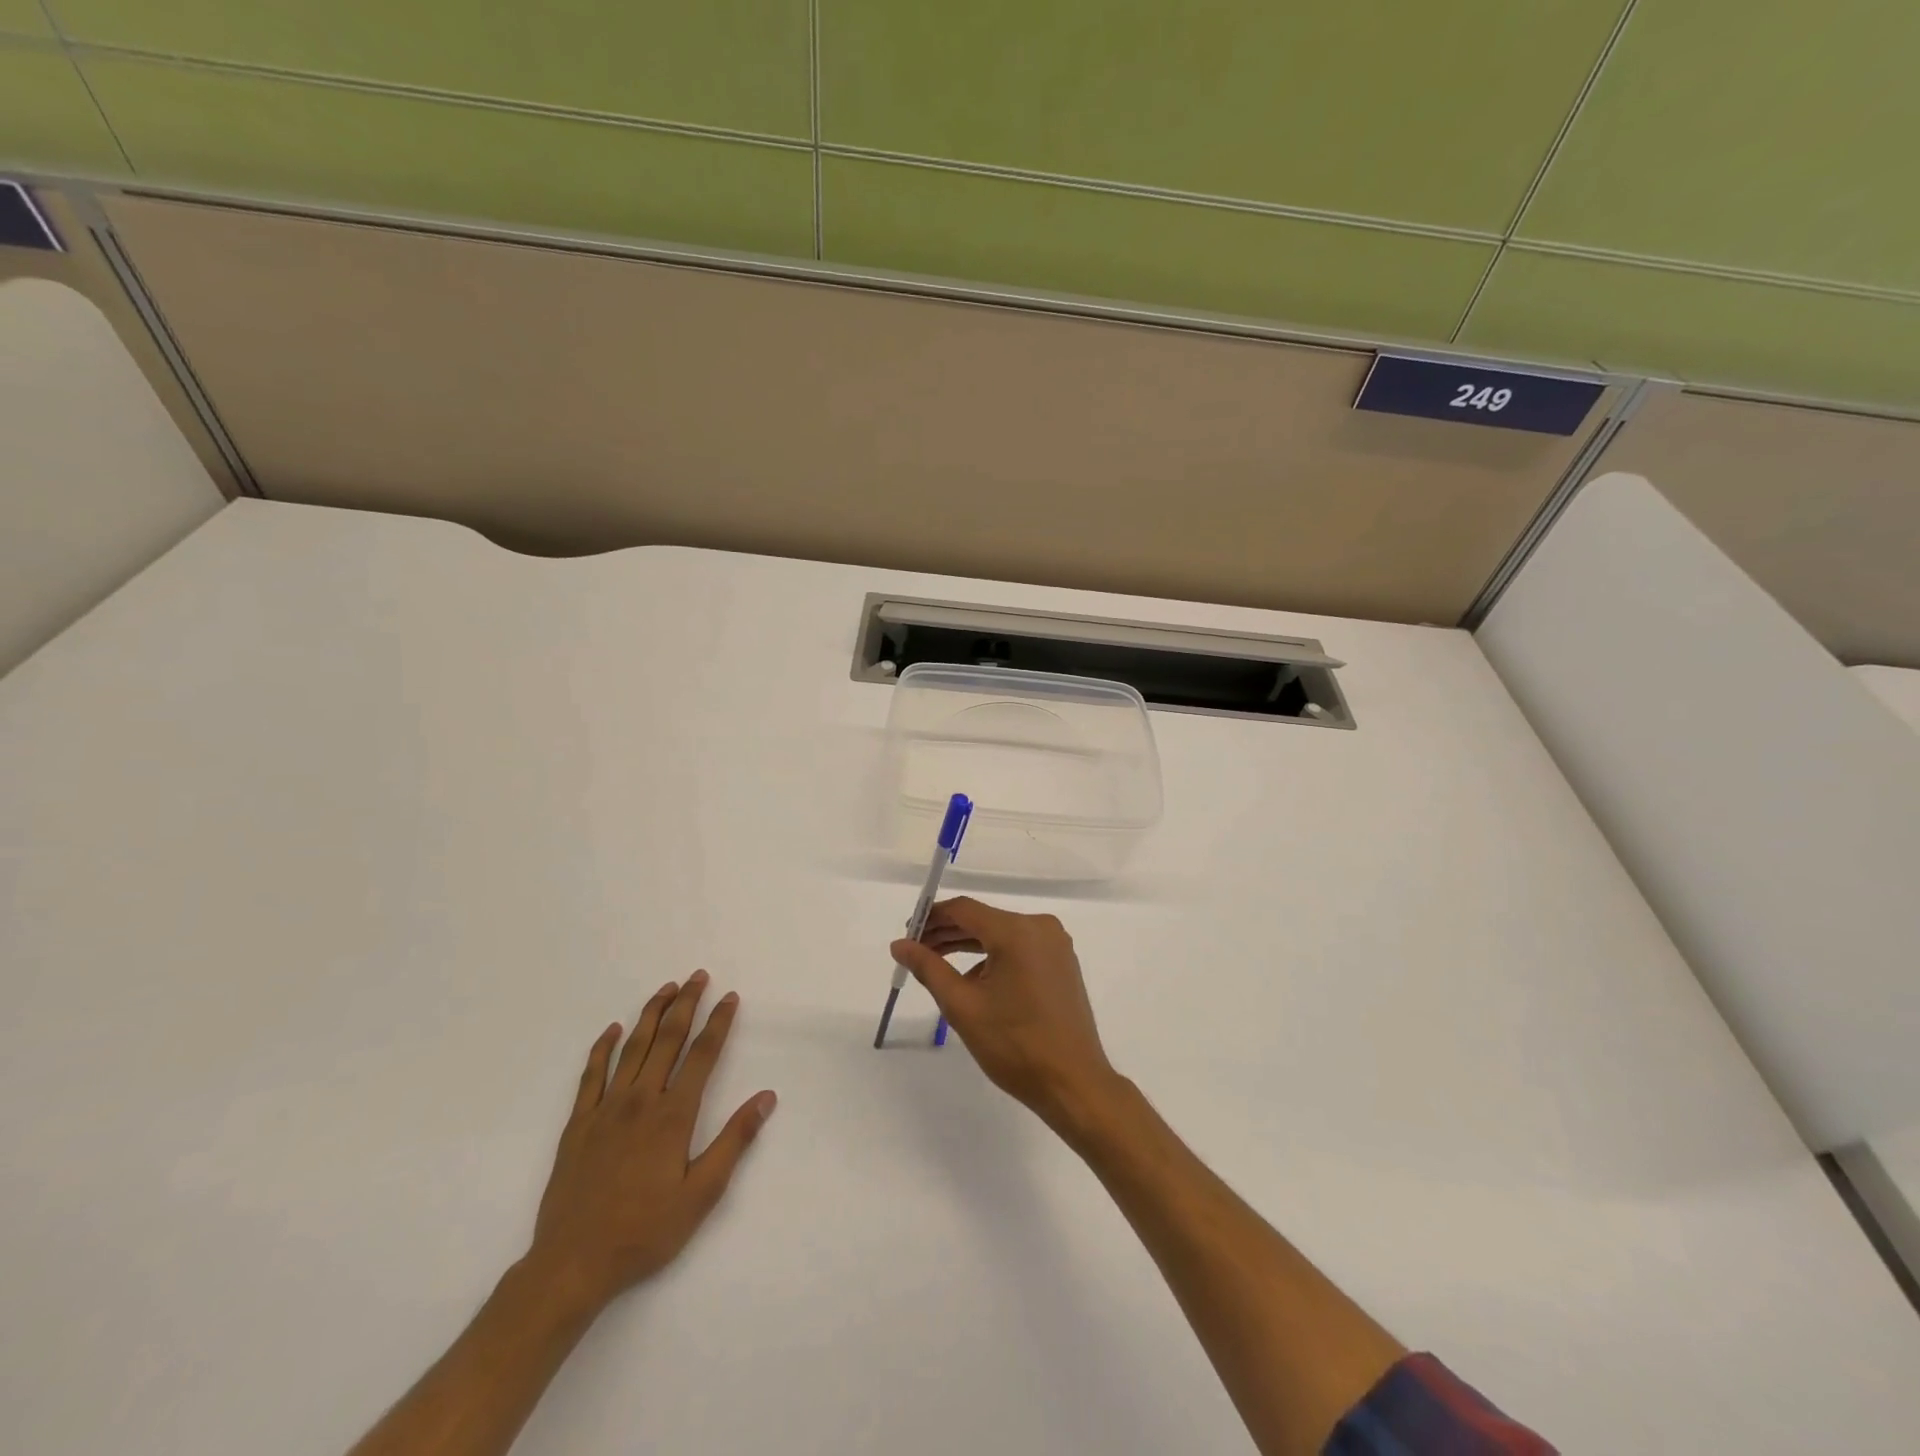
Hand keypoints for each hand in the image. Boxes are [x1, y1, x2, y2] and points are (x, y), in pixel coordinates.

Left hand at [527, 972, 775, 1314]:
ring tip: (666, 988)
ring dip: (651, 1014)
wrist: (572, 1264)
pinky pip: (591, 1075)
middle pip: (667, 1039)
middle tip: (698, 976)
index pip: (703, 1055)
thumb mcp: (702, 1194)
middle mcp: (641, 1100)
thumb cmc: (644, 1232)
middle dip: (686, 1004)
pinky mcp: (577, 1124)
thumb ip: (734, 1141)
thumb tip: (766, 1097)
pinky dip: (602, 1048)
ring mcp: (605, 1109)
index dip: (718, 1022)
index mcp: (673, 1115)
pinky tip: (612, 1030)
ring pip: (632, 1048)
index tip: (730, 997)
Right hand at [890, 898, 1118, 1130]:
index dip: (931, 918)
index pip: (964, 909)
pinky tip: (974, 980)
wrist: (1074, 1083)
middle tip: (916, 952)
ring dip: (969, 946)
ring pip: (1001, 934)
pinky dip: (994, 957)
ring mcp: (1055, 944)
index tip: (907, 936)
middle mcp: (1040, 927)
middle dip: (948, 933)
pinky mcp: (1062, 962)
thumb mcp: (963, 1006)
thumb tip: (900, 944)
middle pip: (983, 919)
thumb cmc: (1015, 1045)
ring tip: (938, 965)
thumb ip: (929, 968)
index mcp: (1016, 931)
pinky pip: (1020, 948)